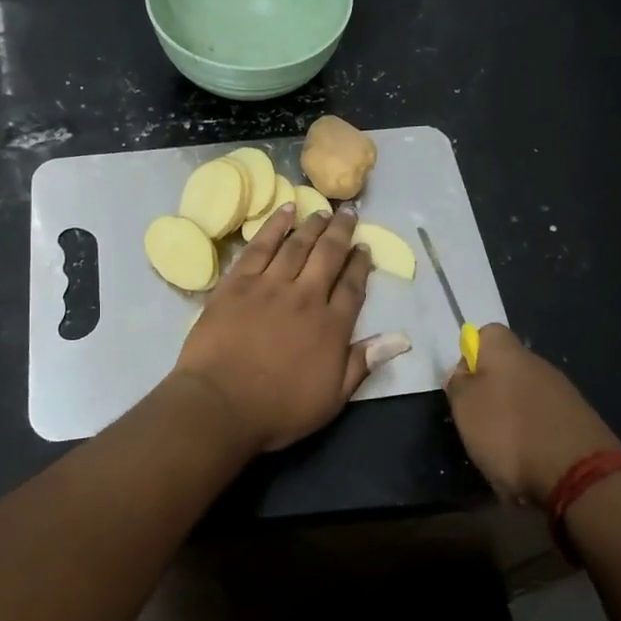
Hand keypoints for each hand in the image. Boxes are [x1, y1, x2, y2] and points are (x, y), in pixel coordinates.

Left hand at [172, 205, 375, 452]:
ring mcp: (270, 285)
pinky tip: (285, 211)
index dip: (361, 265)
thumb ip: (362, 363)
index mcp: (332, 326)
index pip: (352, 286)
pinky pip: (260, 246)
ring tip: (322, 211)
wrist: (220, 403)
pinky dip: (274, 226)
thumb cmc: (278, 409)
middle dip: (341, 232)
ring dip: (312, 225)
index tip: (365, 248)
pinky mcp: (237, 282)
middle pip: (328, 255)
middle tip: (349, 213)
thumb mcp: (332, 398)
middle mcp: (305, 297)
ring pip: (297, 245)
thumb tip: (400, 339)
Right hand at [444, 324, 620, 507]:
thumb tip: (462, 372)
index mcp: (508, 354)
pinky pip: (546, 419)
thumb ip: (458, 383)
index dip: (471, 354)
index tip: (463, 383)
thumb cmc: (509, 433)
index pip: (487, 333)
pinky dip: (534, 435)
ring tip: (502, 448)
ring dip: (512, 416)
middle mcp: (539, 364)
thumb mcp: (465, 408)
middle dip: (491, 390)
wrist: (579, 475)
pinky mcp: (580, 421)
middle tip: (477, 421)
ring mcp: (564, 392)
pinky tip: (530, 459)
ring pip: (526, 395)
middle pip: (507, 367)